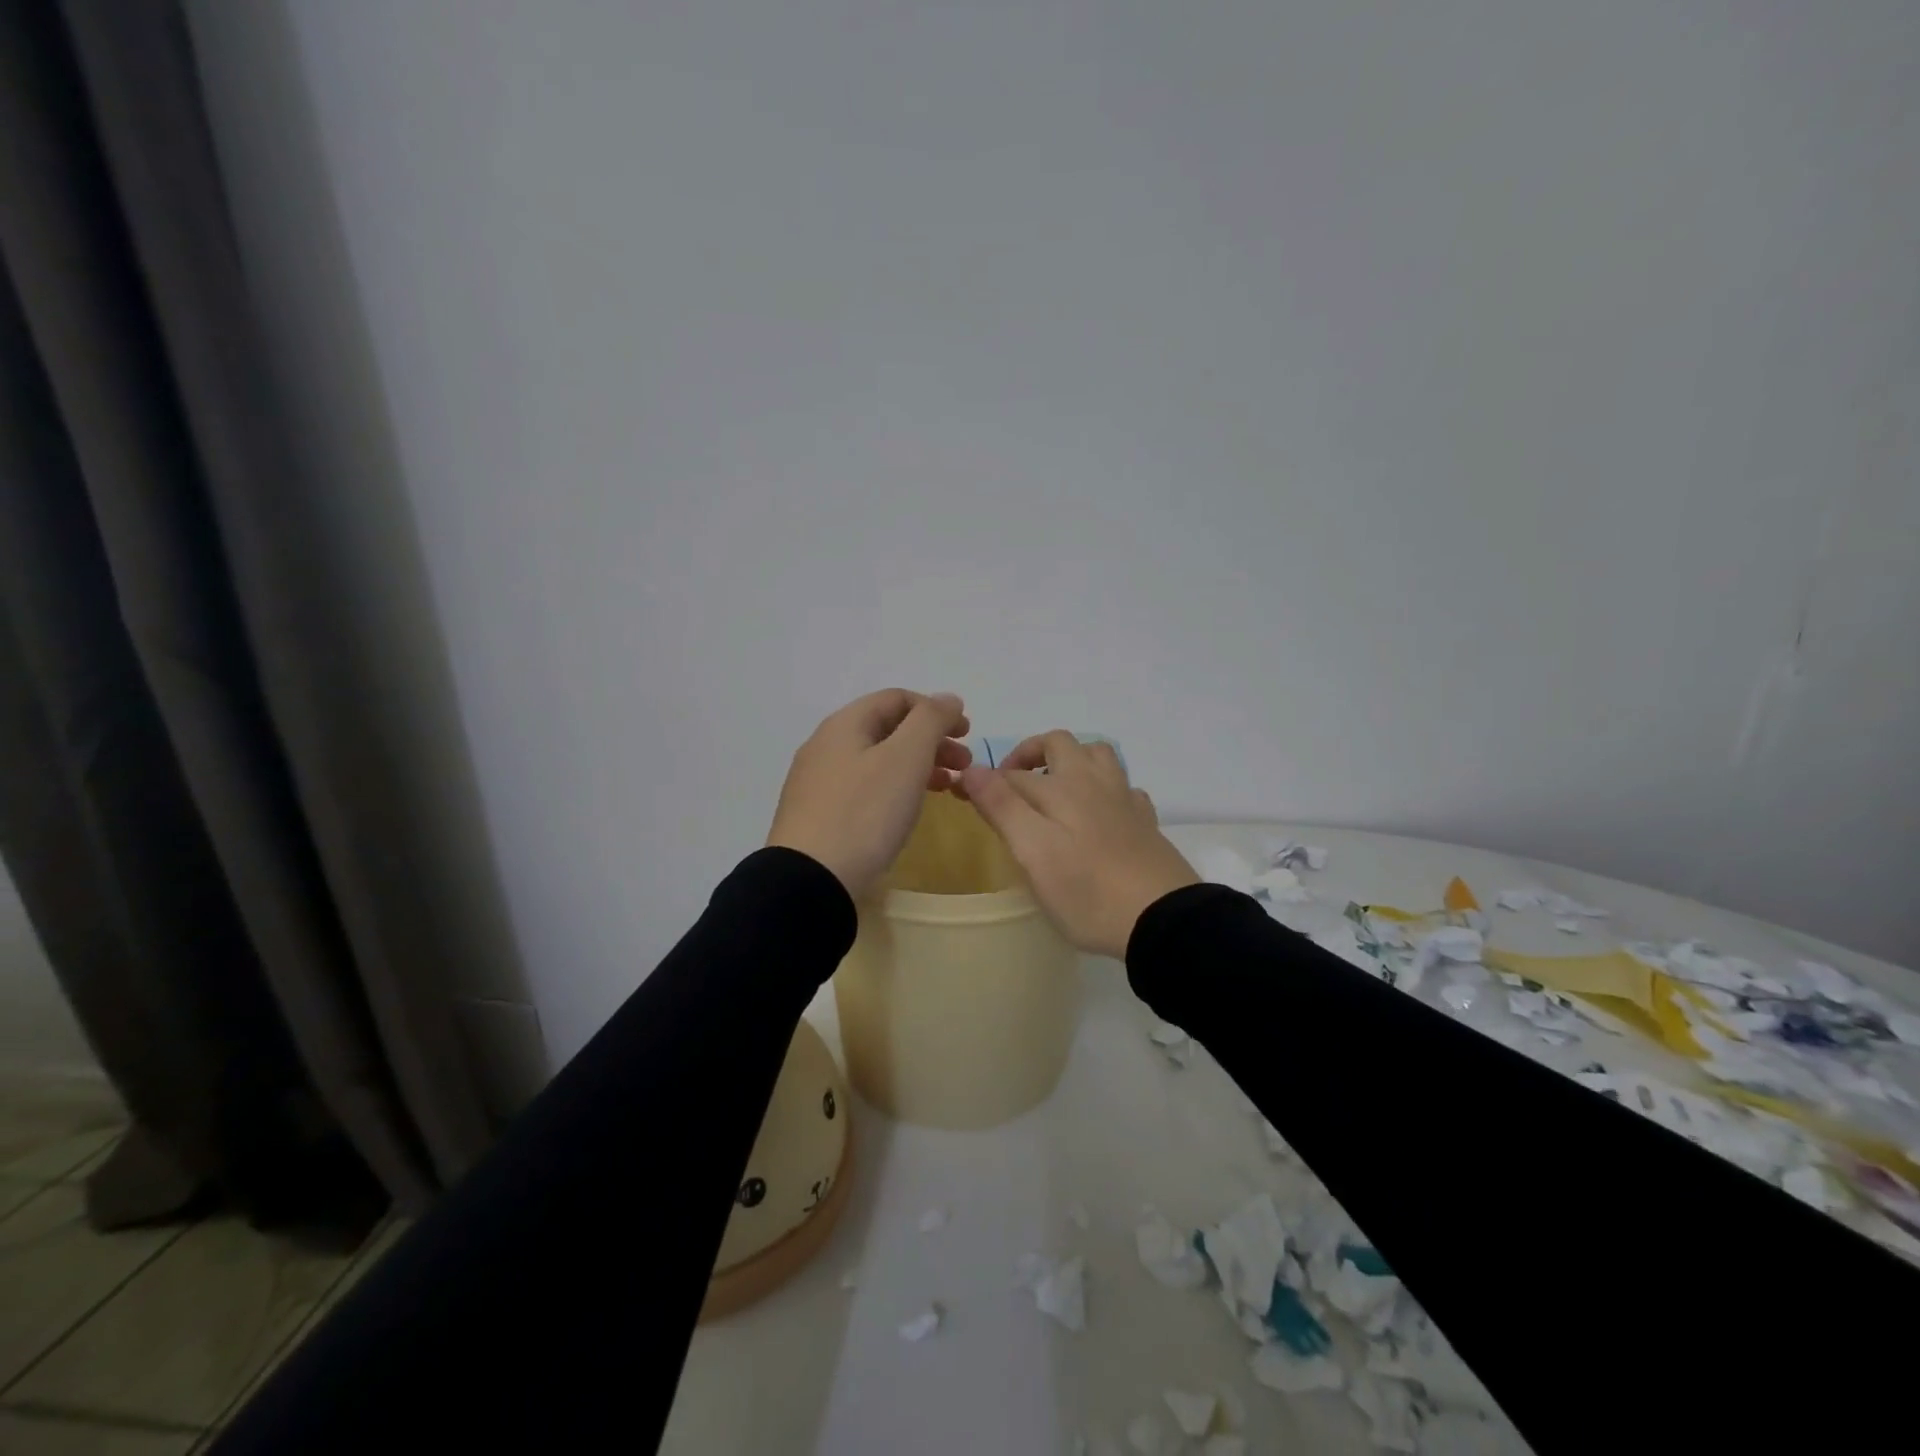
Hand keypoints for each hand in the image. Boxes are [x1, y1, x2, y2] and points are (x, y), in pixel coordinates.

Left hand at [766, 690, 972, 898]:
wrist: (810, 881)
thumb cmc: (864, 813)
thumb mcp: (905, 758)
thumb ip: (930, 721)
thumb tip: (948, 698)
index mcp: (845, 724)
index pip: (897, 698)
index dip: (937, 709)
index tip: (968, 733)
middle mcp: (827, 745)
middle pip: (889, 729)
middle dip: (932, 740)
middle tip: (964, 764)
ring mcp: (819, 782)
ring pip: (879, 760)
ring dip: (918, 766)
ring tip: (948, 788)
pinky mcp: (819, 815)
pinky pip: (866, 788)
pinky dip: (896, 789)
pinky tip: (909, 810)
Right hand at [959, 731, 1198, 958]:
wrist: (1161, 919)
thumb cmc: (1087, 891)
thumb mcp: (1032, 852)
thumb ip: (1002, 806)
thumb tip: (971, 769)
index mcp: (1061, 787)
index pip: (1012, 774)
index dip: (984, 782)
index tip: (961, 798)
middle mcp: (1092, 782)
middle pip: (1060, 745)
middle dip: (1030, 754)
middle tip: (1012, 784)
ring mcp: (1124, 800)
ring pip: (1098, 756)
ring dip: (1072, 760)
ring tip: (1053, 787)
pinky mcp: (1145, 822)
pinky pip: (1123, 787)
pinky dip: (1104, 788)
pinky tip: (1098, 811)